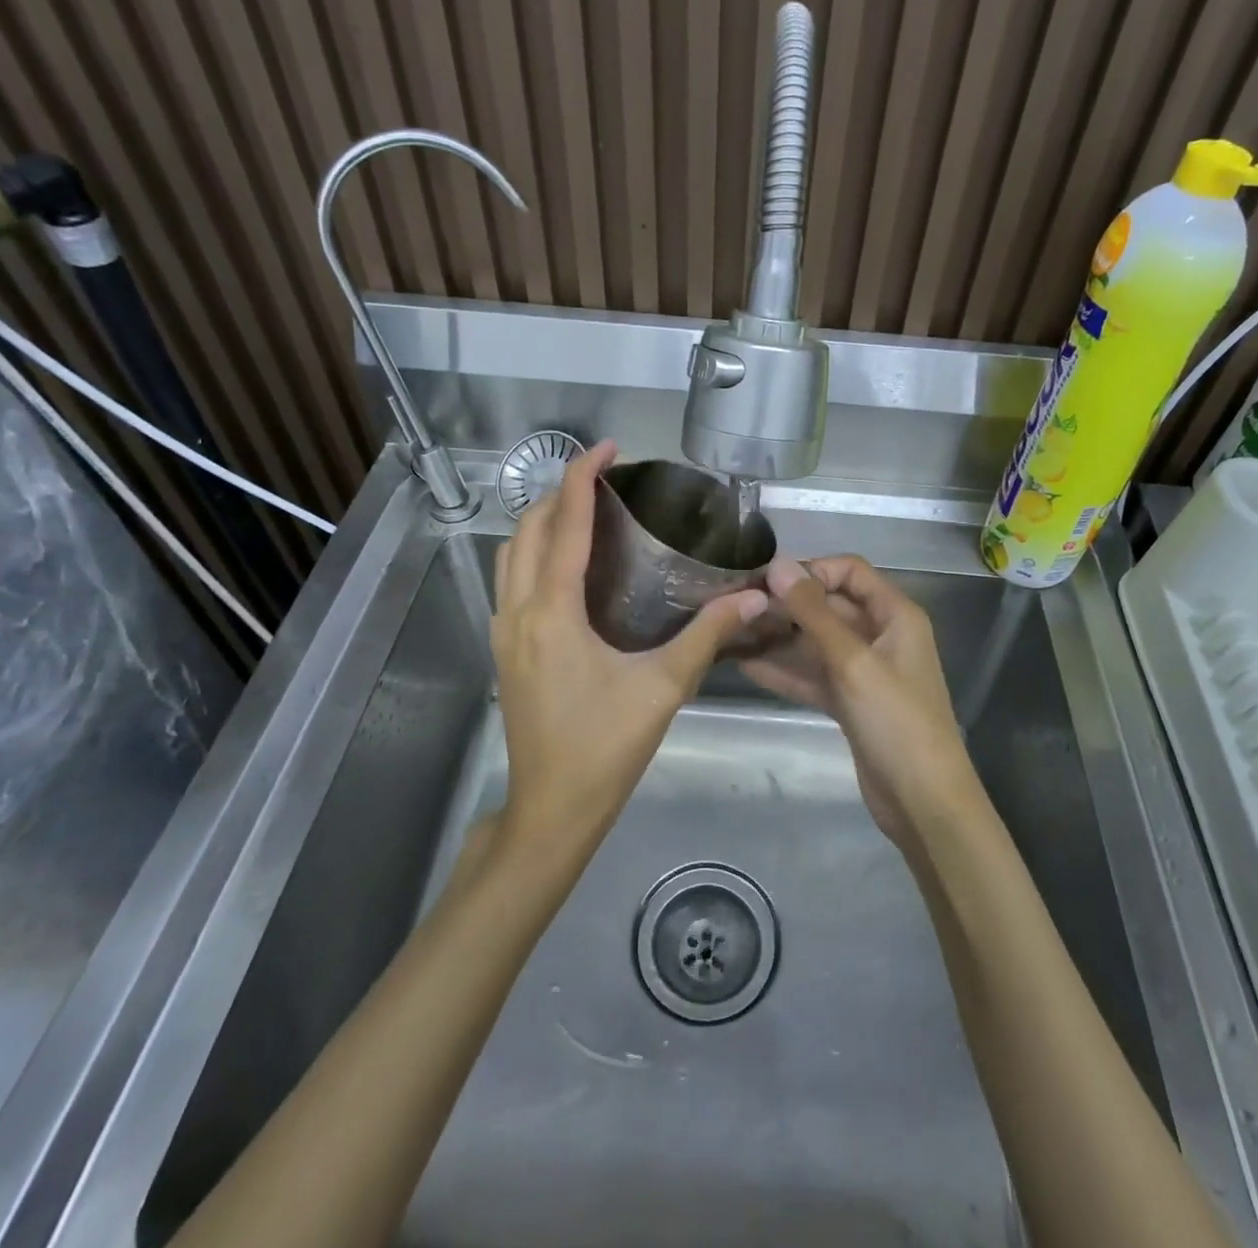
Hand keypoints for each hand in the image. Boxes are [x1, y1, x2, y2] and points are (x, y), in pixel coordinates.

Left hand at [492, 440, 767, 853]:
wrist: (551, 809)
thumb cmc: (606, 748)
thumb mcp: (663, 688)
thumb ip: (708, 635)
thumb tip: (755, 597)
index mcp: (552, 612)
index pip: (565, 524)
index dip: (584, 477)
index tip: (608, 447)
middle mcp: (517, 611)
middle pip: (529, 529)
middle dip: (562, 492)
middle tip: (606, 479)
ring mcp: (502, 631)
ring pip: (511, 554)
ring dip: (543, 521)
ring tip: (586, 510)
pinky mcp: (503, 649)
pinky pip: (510, 580)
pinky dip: (534, 552)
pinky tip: (567, 564)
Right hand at [741, 555, 983, 847]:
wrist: (923, 802)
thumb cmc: (896, 721)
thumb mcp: (852, 661)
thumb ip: (813, 613)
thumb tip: (778, 565)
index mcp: (895, 615)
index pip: (849, 571)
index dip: (810, 571)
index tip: (766, 582)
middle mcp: (880, 635)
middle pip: (829, 606)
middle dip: (786, 605)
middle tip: (736, 607)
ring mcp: (864, 670)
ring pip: (816, 642)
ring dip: (779, 638)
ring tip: (732, 633)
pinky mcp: (849, 701)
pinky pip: (813, 675)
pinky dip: (784, 671)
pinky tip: (745, 664)